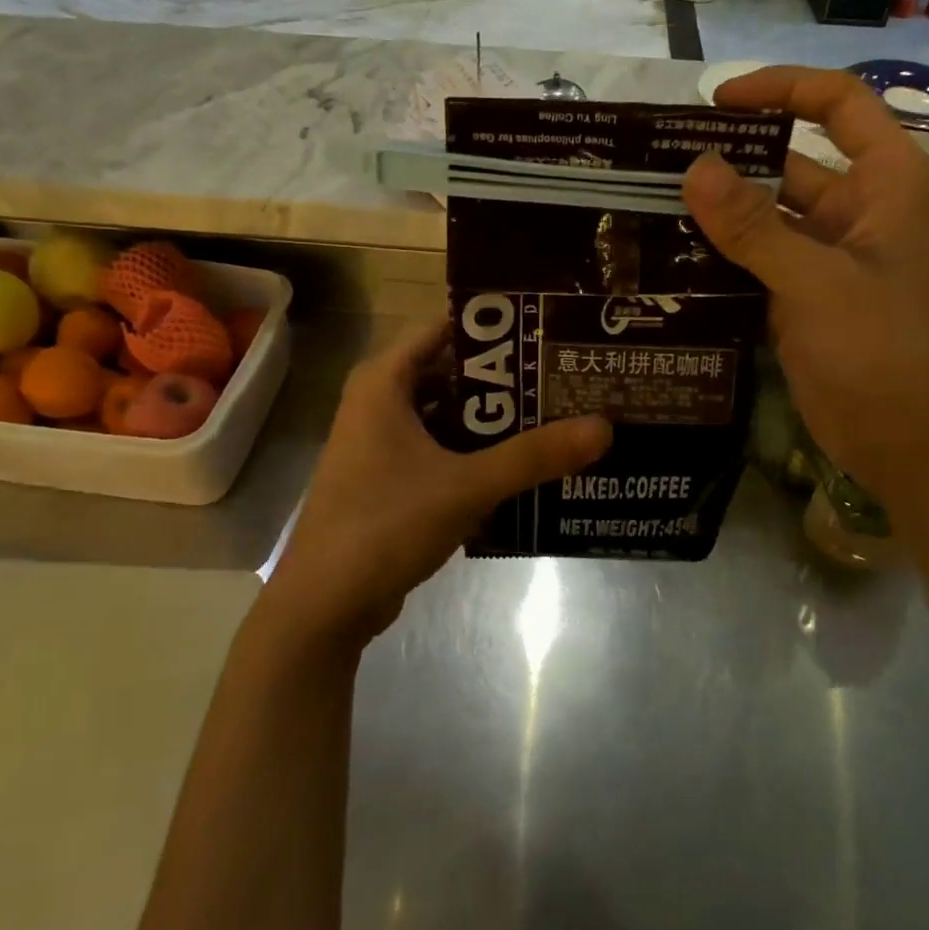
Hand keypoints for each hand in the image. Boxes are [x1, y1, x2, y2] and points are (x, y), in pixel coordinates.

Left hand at [270, 322, 611, 645]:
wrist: (325, 604)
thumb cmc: (385, 524)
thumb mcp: (466, 486)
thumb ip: (533, 456)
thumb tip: (603, 427)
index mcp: (384, 382)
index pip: (445, 327)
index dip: (496, 326)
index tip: (548, 329)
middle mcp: (380, 402)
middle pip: (452, 371)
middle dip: (506, 378)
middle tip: (564, 376)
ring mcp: (383, 443)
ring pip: (449, 415)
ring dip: (494, 419)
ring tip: (556, 414)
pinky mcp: (391, 478)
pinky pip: (441, 449)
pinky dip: (476, 452)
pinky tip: (522, 463)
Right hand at [682, 65, 928, 501]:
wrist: (910, 443)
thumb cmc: (882, 350)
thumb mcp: (815, 280)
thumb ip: (753, 225)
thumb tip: (695, 166)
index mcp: (884, 183)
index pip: (837, 104)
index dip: (780, 89)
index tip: (715, 102)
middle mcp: (856, 210)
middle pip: (789, 161)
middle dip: (729, 160)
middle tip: (655, 163)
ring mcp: (827, 257)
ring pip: (765, 217)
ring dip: (717, 213)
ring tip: (648, 206)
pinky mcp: (803, 297)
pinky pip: (755, 261)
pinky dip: (719, 257)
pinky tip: (668, 257)